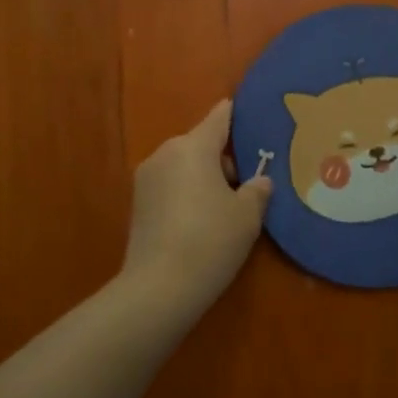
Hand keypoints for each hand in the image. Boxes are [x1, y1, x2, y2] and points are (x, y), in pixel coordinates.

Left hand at [122, 98, 272, 304]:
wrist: (158, 288)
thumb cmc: (211, 241)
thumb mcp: (247, 215)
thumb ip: (257, 190)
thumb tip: (259, 182)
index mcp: (193, 147)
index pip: (219, 119)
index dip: (235, 114)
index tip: (247, 108)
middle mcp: (165, 153)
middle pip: (201, 145)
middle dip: (223, 158)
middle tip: (248, 183)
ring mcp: (146, 178)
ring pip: (184, 166)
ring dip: (204, 177)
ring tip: (226, 207)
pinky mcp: (138, 204)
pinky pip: (171, 186)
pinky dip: (187, 193)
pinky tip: (202, 221)